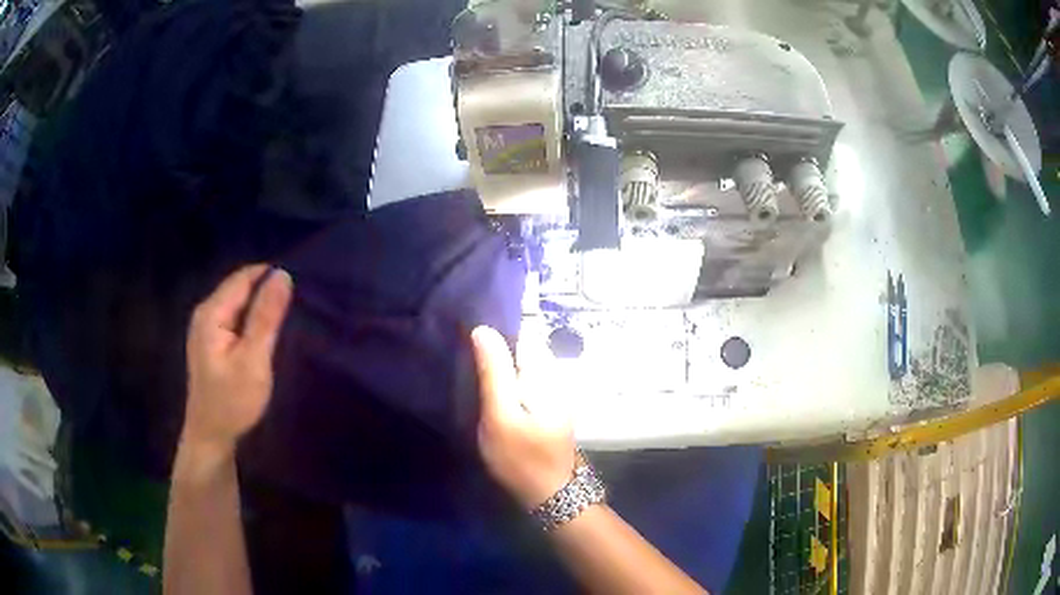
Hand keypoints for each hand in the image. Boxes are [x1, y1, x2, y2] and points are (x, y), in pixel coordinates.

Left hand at [183, 265, 292, 457]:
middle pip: (239, 287)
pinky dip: (252, 320)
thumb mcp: (253, 360)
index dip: (270, 275)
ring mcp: (206, 327)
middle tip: (298, 304)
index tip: (301, 285)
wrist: (211, 436)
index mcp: (212, 312)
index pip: (244, 277)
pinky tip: (266, 332)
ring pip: (238, 303)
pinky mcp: (211, 341)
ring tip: (288, 315)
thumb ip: (266, 317)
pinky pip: (235, 317)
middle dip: (266, 290)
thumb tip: (283, 275)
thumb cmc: (232, 402)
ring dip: (260, 306)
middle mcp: (205, 312)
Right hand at [471, 326, 576, 508]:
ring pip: (523, 365)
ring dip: (501, 367)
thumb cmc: (521, 457)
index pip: (520, 332)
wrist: (550, 494)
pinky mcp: (548, 407)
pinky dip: (509, 383)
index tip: (467, 338)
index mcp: (544, 372)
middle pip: (522, 348)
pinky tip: (492, 395)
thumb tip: (483, 329)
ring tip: (474, 377)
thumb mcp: (500, 415)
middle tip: (467, 363)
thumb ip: (494, 372)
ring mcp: (554, 392)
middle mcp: (554, 375)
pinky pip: (526, 382)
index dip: (494, 333)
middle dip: (497, 350)